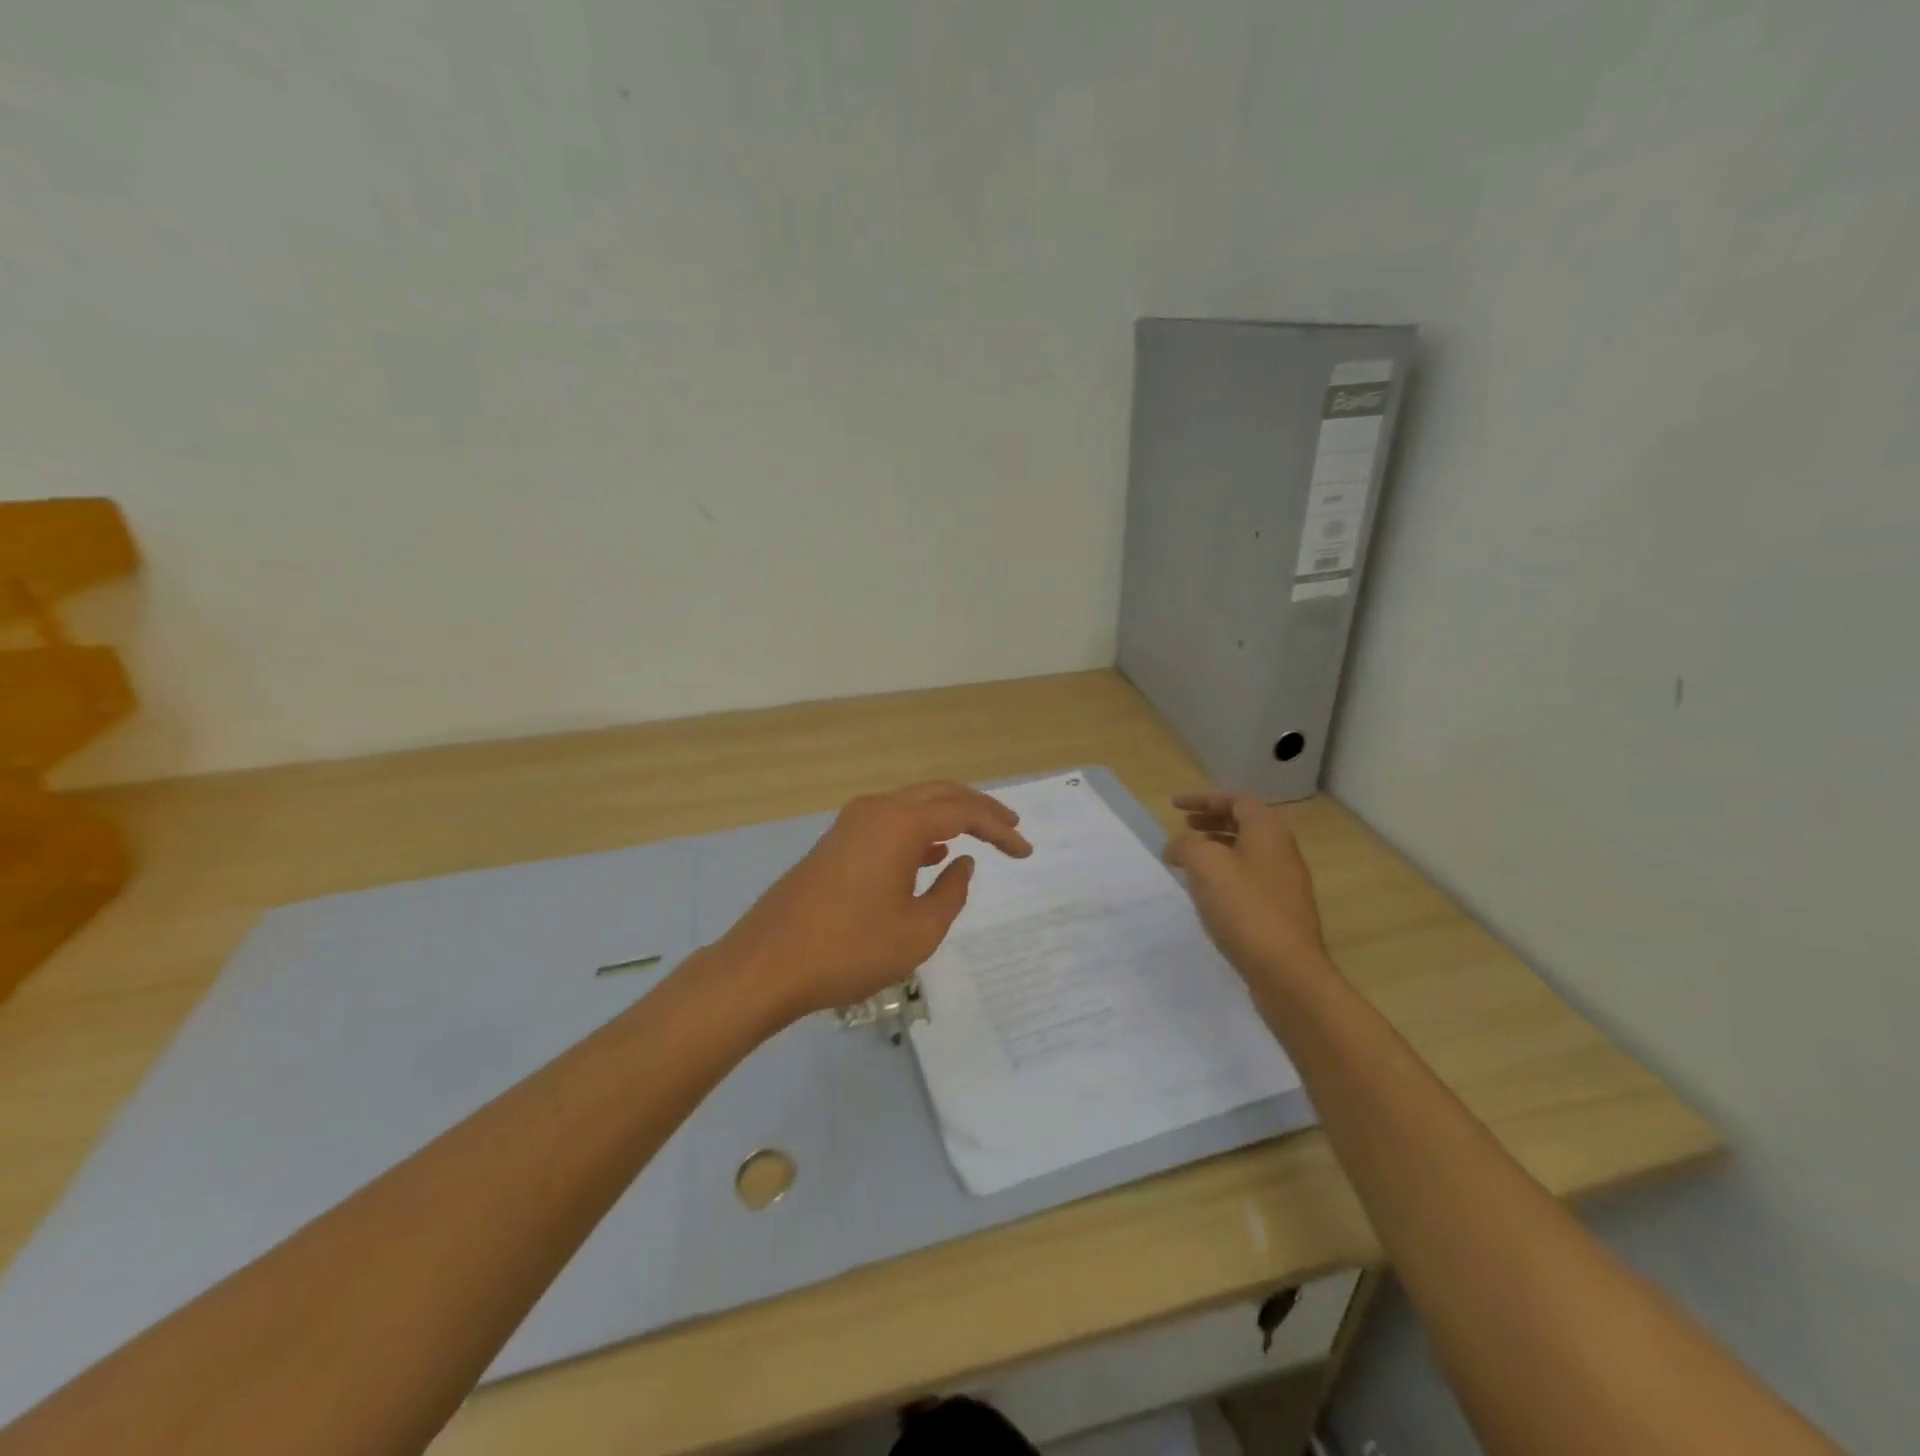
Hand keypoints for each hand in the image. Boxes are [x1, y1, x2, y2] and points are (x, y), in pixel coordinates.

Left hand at [715, 781, 1032, 1022]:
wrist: (767, 964)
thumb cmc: (849, 949)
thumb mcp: (917, 931)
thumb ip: (950, 892)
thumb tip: (961, 863)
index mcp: (900, 823)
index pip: (964, 813)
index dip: (999, 830)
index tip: (1026, 851)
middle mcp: (877, 809)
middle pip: (939, 794)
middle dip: (979, 809)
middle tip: (1011, 827)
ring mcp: (852, 824)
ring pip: (913, 805)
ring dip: (949, 816)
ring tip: (981, 835)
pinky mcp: (837, 842)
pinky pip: (891, 823)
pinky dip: (920, 831)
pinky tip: (933, 854)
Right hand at [1165, 791, 1328, 978]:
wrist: (1287, 971)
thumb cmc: (1245, 908)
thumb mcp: (1205, 865)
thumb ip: (1186, 846)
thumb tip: (1177, 849)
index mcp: (1268, 832)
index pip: (1237, 800)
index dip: (1204, 798)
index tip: (1175, 806)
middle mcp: (1282, 852)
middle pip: (1246, 824)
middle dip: (1212, 820)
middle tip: (1185, 826)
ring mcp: (1285, 884)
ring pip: (1248, 852)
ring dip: (1218, 848)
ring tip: (1190, 860)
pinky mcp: (1281, 912)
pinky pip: (1250, 879)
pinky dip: (1226, 874)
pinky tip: (1208, 894)